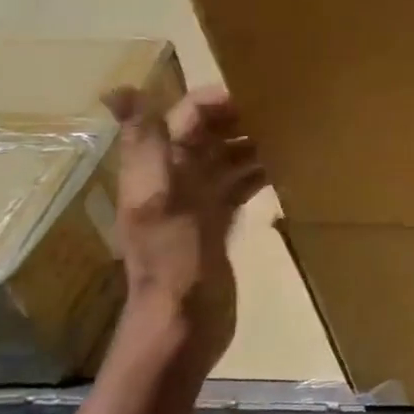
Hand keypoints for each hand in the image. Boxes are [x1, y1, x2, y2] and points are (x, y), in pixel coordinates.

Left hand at [101, 85, 265, 378]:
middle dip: (243, 117)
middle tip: (290, 112)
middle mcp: (175, 178)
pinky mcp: (218, 222)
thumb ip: (146, 145)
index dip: (218, 100)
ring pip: (228, 157)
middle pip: (209, 133)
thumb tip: (117, 88)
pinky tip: (289, 169)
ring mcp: (198, 201)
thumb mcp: (159, 200)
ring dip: (256, 143)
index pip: (186, 114)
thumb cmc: (174, 262)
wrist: (182, 325)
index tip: (264, 95)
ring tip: (296, 134)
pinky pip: (240, 184)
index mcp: (156, 168)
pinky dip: (260, 172)